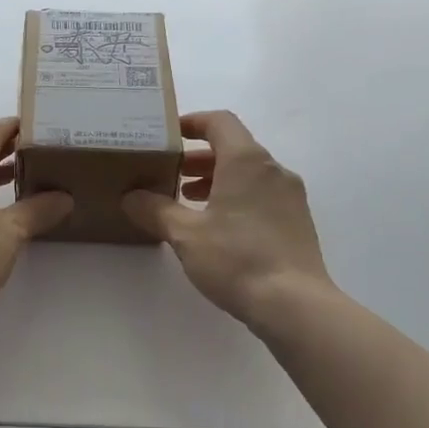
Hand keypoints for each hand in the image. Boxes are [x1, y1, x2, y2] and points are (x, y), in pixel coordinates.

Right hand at [123, 111, 332, 328]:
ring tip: (187, 200)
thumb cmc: (237, 259)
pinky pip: (261, 194)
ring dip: (216, 179)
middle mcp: (273, 170)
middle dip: (198, 157)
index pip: (219, 122)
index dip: (192, 122)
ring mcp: (290, 196)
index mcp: (246, 161)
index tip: (168, 136)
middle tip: (169, 173)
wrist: (295, 306)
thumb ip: (155, 210)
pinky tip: (216, 227)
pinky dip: (235, 197)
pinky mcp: (297, 221)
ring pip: (248, 173)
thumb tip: (131, 197)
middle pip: (233, 147)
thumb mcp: (185, 234)